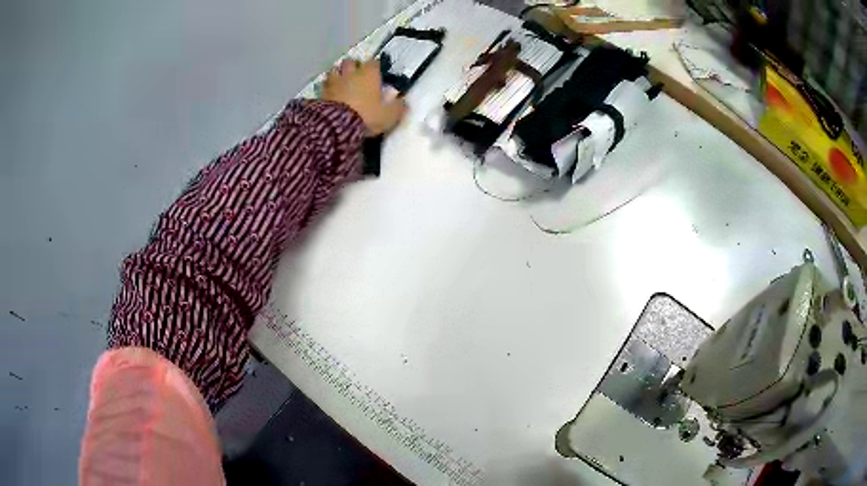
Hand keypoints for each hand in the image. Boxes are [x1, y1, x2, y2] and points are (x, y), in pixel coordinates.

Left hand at [322, 59, 407, 136]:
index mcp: (369, 75)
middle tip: (356, 75)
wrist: (336, 125)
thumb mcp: (388, 116)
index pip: (373, 63)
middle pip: (350, 62)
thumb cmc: (366, 116)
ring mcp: (333, 82)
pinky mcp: (320, 93)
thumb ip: (397, 107)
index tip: (376, 74)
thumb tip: (403, 102)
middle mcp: (351, 73)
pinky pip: (323, 86)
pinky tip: (328, 94)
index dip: (375, 67)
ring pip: (334, 70)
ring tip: (340, 82)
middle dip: (353, 66)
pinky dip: (326, 88)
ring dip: (337, 74)